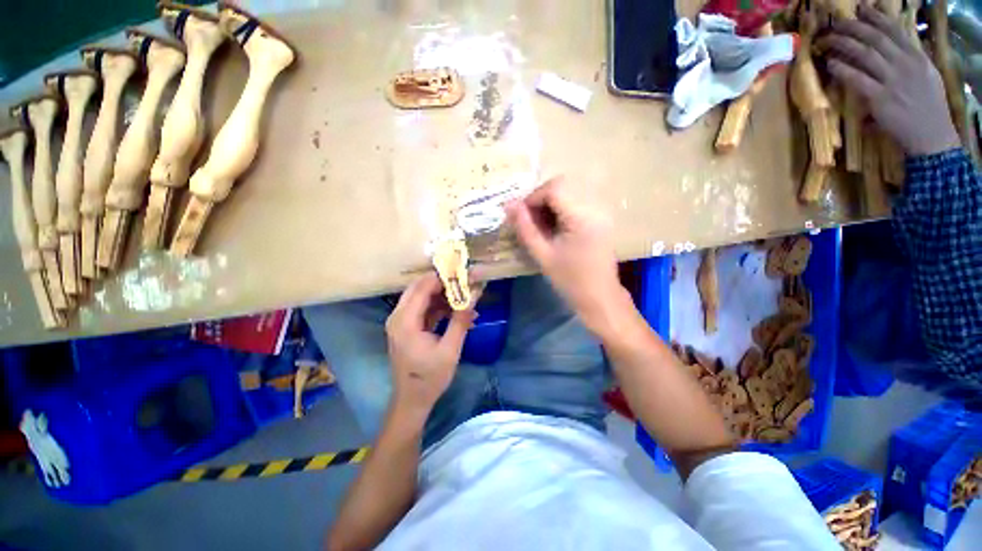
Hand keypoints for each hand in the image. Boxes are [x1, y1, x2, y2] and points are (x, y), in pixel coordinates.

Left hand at [385, 273, 474, 413]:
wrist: (412, 400)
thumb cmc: (430, 377)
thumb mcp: (450, 350)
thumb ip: (461, 320)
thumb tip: (475, 295)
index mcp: (405, 321)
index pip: (422, 288)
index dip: (443, 278)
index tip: (463, 273)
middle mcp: (398, 316)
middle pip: (419, 288)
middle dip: (443, 283)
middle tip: (465, 282)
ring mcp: (401, 321)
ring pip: (422, 297)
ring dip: (443, 295)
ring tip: (466, 297)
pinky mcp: (407, 327)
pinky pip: (423, 309)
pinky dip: (439, 307)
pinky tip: (458, 311)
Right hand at [505, 177, 629, 334]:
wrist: (599, 297)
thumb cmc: (569, 280)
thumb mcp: (542, 255)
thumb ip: (525, 228)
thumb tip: (509, 204)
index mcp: (582, 217)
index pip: (554, 189)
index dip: (532, 197)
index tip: (521, 216)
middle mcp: (595, 207)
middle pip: (562, 186)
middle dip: (540, 199)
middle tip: (530, 222)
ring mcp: (601, 212)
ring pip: (569, 193)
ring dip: (550, 204)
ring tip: (541, 227)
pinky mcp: (601, 218)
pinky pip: (576, 203)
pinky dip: (560, 210)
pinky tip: (554, 228)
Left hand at [819, 5, 960, 155]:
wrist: (932, 136)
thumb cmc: (928, 109)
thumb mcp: (926, 78)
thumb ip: (908, 63)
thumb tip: (891, 52)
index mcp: (918, 57)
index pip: (894, 30)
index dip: (875, 17)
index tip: (861, 8)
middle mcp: (905, 64)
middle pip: (875, 38)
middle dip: (853, 27)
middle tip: (835, 23)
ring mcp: (893, 80)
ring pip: (865, 54)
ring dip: (843, 45)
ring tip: (826, 40)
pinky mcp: (880, 98)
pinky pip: (857, 79)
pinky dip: (843, 69)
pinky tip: (830, 64)